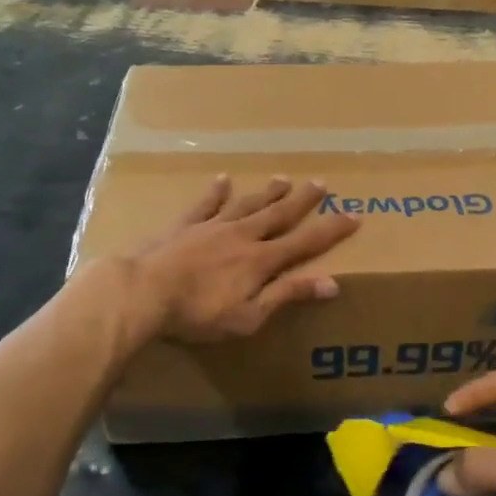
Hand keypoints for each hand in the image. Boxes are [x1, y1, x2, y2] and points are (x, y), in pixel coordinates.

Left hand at [122, 175, 358, 342]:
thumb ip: (287, 296)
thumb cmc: (197, 313)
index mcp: (260, 260)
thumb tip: (332, 283)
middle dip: (303, 200)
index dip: (331, 230)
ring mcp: (211, 227)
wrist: (141, 292)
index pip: (305, 242)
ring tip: (283, 178)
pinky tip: (223, 180)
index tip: (354, 215)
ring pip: (247, 204)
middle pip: (278, 214)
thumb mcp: (249, 316)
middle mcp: (241, 236)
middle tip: (321, 182)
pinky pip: (204, 204)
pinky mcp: (184, 226)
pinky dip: (216, 192)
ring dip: (267, 193)